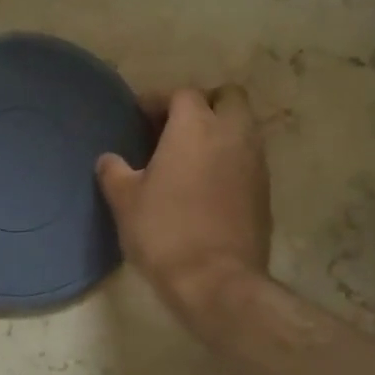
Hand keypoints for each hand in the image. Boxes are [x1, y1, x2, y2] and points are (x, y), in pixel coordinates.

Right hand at [96, 85, 270, 316]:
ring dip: (221, 131)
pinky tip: (208, 184)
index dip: (159, 100)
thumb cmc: (164, 232)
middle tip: (177, 127)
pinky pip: (249, 158)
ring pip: (244, 127)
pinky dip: (231, 159)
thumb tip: (109, 161)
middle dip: (204, 104)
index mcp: (196, 126)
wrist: (216, 280)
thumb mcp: (125, 201)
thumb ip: (114, 172)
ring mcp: (255, 162)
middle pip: (228, 98)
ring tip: (192, 156)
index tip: (140, 115)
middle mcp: (232, 134)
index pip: (182, 94)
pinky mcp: (265, 191)